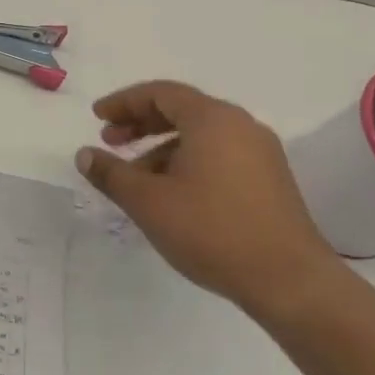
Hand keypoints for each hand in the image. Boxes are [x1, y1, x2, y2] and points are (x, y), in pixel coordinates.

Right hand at [74, 80, 338, 317]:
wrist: (289, 281)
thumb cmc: (211, 230)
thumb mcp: (147, 201)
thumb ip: (111, 173)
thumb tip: (85, 155)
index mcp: (212, 119)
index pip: (160, 93)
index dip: (124, 102)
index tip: (97, 117)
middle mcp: (241, 126)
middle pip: (182, 110)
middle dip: (141, 123)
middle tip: (110, 141)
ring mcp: (260, 153)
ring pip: (200, 136)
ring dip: (161, 147)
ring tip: (135, 177)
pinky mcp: (270, 180)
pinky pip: (219, 155)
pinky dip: (187, 161)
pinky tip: (171, 193)